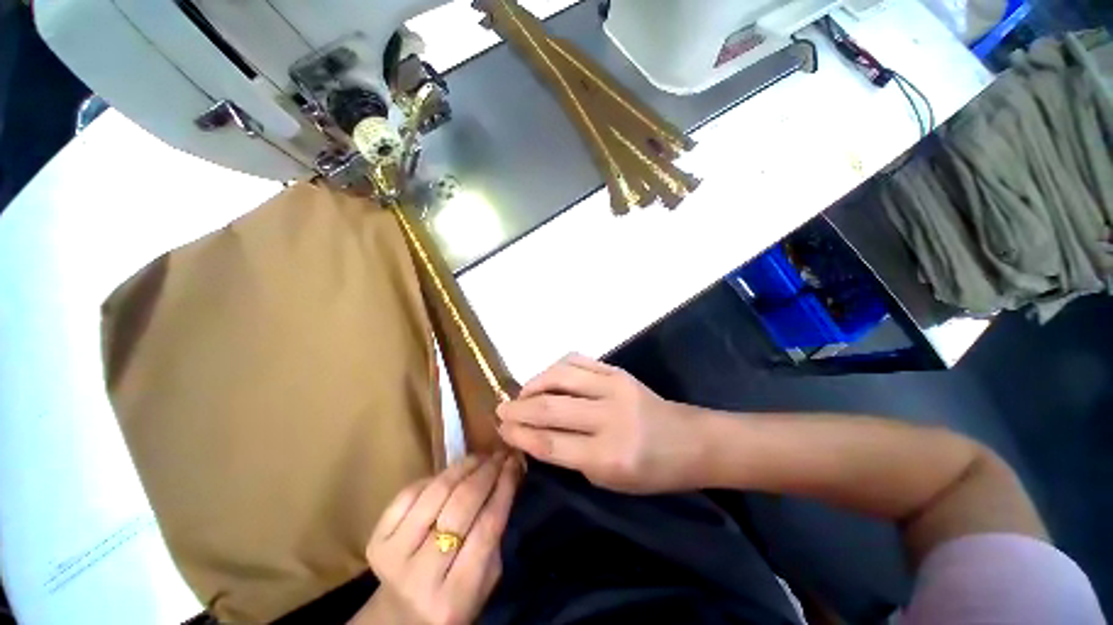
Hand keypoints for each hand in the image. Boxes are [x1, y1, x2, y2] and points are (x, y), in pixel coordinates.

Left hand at [359, 454, 520, 624]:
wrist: (399, 617)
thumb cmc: (454, 599)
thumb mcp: (486, 580)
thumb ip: (495, 536)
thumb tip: (507, 478)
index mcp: (454, 597)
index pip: (487, 528)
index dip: (504, 488)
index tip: (515, 463)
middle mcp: (420, 577)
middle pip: (460, 507)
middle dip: (486, 472)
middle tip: (500, 455)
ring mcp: (393, 555)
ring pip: (436, 493)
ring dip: (463, 467)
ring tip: (481, 457)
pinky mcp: (376, 538)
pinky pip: (410, 492)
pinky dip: (436, 476)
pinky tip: (452, 472)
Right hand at [496, 354, 706, 493]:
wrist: (688, 440)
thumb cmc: (650, 471)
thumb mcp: (609, 480)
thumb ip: (570, 456)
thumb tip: (534, 434)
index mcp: (608, 457)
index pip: (549, 442)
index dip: (519, 435)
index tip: (500, 429)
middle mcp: (609, 418)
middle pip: (550, 407)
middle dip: (518, 409)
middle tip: (500, 410)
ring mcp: (615, 387)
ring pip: (560, 377)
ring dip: (534, 384)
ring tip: (521, 394)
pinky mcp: (618, 371)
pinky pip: (578, 361)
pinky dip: (555, 368)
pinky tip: (545, 378)